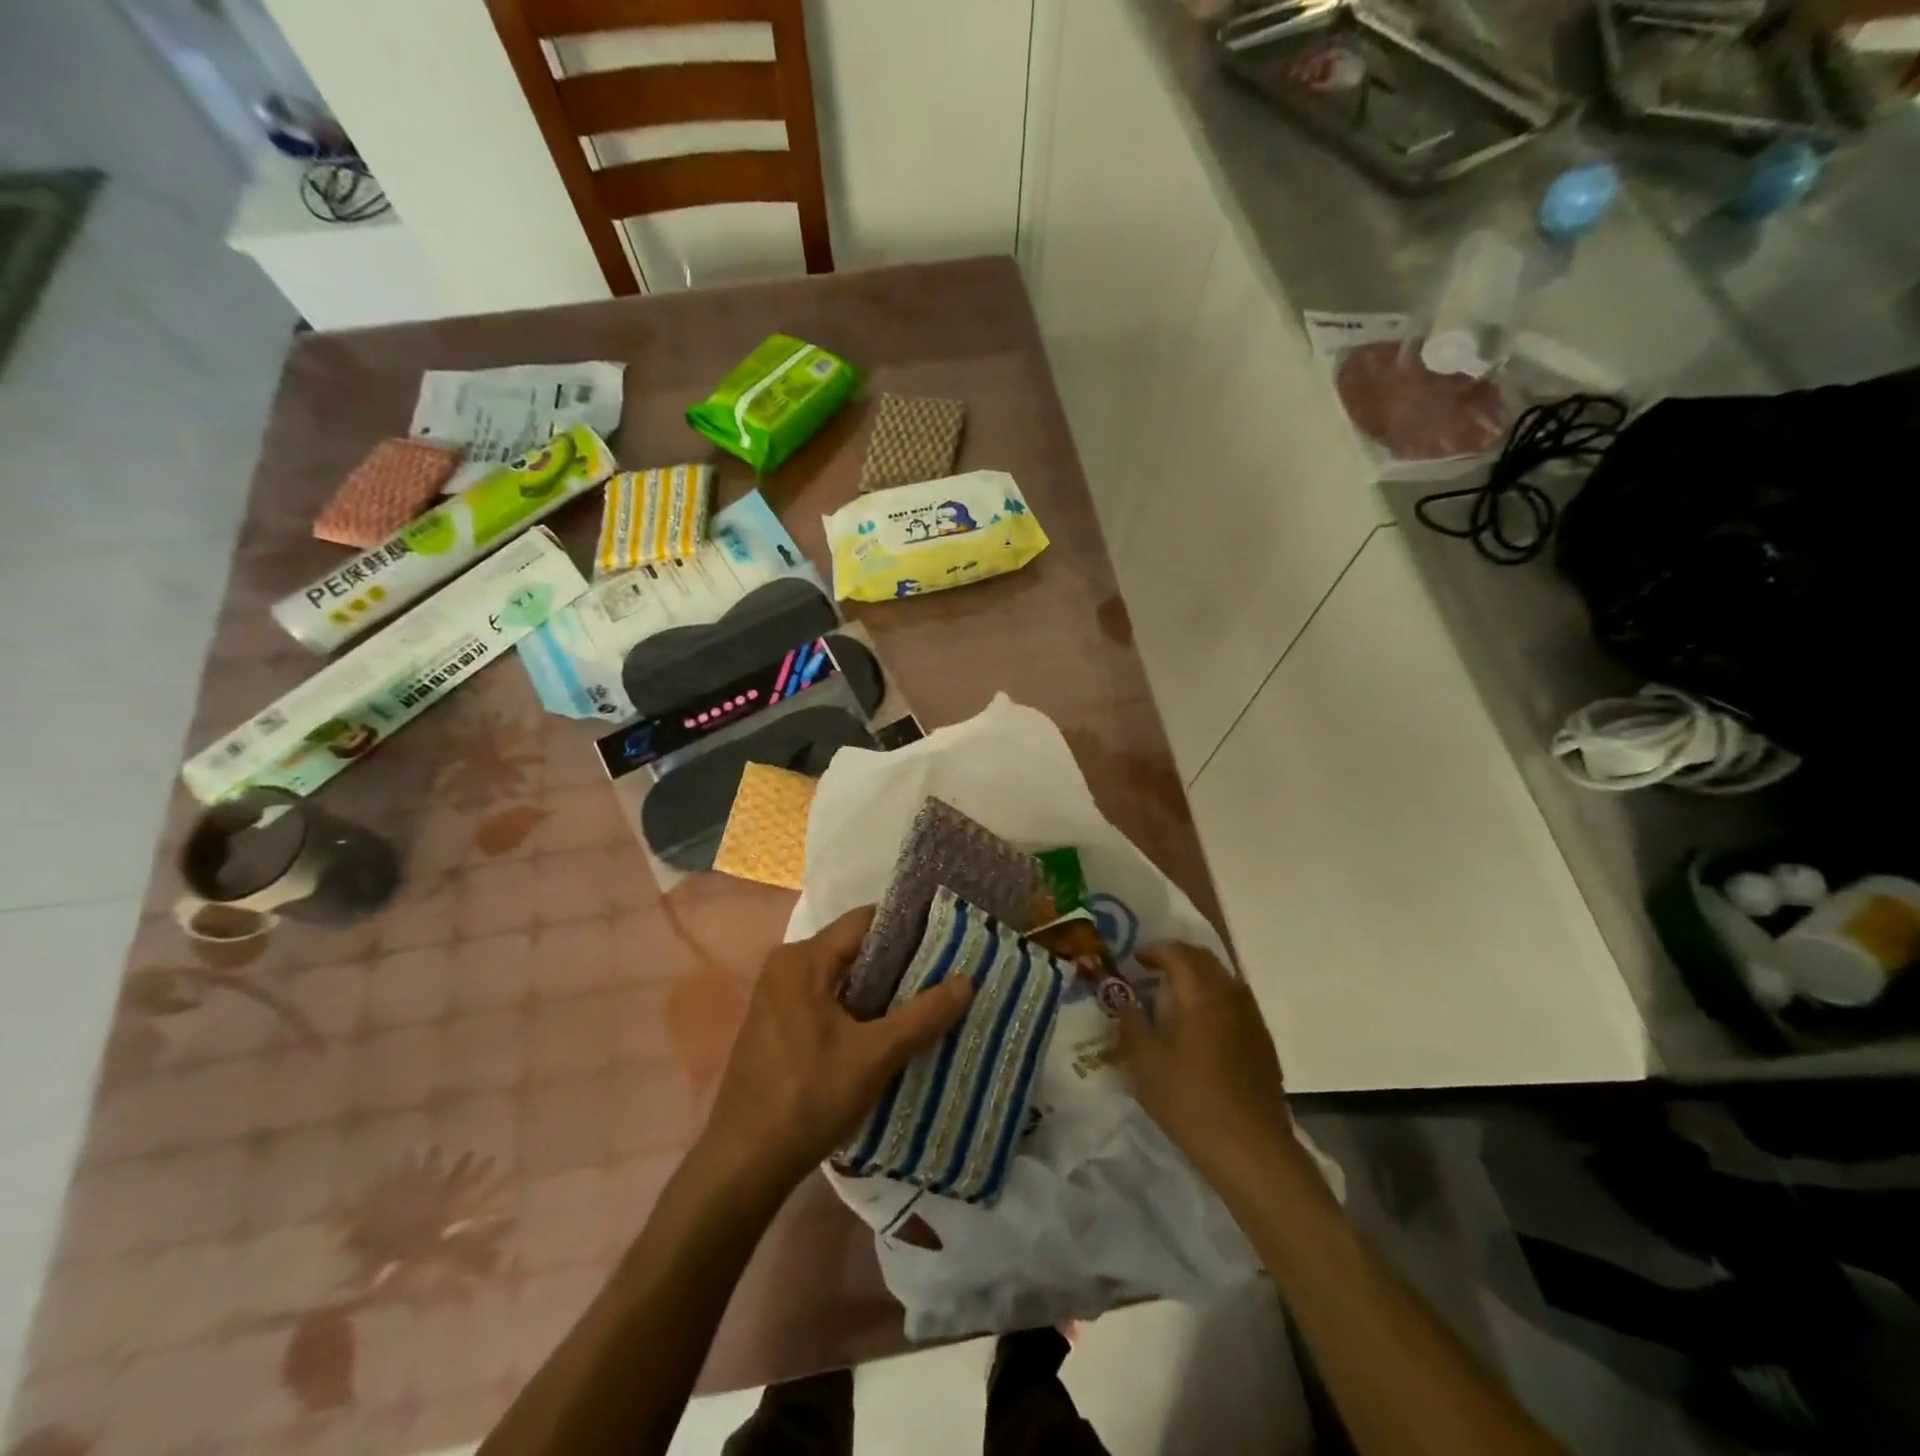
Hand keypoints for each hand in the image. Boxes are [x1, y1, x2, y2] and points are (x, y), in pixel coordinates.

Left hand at [698, 906, 974, 1196]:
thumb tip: (967, 980)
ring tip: (923, 1002)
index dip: (908, 928)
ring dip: (879, 988)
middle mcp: (786, 966)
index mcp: (803, 959)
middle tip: (942, 976)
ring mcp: (777, 995)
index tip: (946, 942)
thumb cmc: (808, 1099)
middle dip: (898, 961)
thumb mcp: (875, 1057)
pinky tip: (884, 1030)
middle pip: (854, 947)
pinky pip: (826, 997)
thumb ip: (922, 1016)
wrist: (743, 1163)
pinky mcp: (776, 1022)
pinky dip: (856, 1006)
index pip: (866, 921)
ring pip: (841, 975)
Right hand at [1118, 942, 1296, 1188]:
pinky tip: (1200, 1029)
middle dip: (1177, 959)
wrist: (1250, 1148)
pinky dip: (1214, 1000)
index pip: (1178, 953)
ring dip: (1197, 979)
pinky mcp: (1263, 1042)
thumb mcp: (1144, 1062)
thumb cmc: (1189, 1099)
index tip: (1135, 960)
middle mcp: (1230, 995)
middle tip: (1152, 972)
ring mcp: (1252, 1018)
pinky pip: (1235, 1003)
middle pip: (1204, 960)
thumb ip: (1130, 1023)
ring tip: (1173, 999)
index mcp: (1200, 993)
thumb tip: (1126, 1001)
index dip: (1154, 951)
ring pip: (1223, 980)